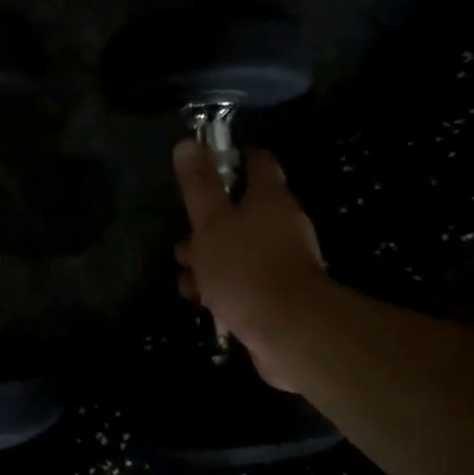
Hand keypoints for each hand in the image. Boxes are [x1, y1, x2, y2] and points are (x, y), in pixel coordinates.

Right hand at [173, 140, 328, 389]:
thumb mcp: (211, 222)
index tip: (204, 165)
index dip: (232, 158)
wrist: (290, 332)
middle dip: (209, 221)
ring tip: (184, 272)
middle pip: (243, 209)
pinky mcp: (278, 295)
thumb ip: (199, 185)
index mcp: (270, 198)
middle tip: (183, 231)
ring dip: (210, 258)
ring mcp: (283, 261)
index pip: (257, 162)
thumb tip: (187, 142)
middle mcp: (282, 224)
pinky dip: (222, 285)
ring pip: (240, 248)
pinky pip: (245, 280)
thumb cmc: (245, 267)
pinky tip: (200, 300)